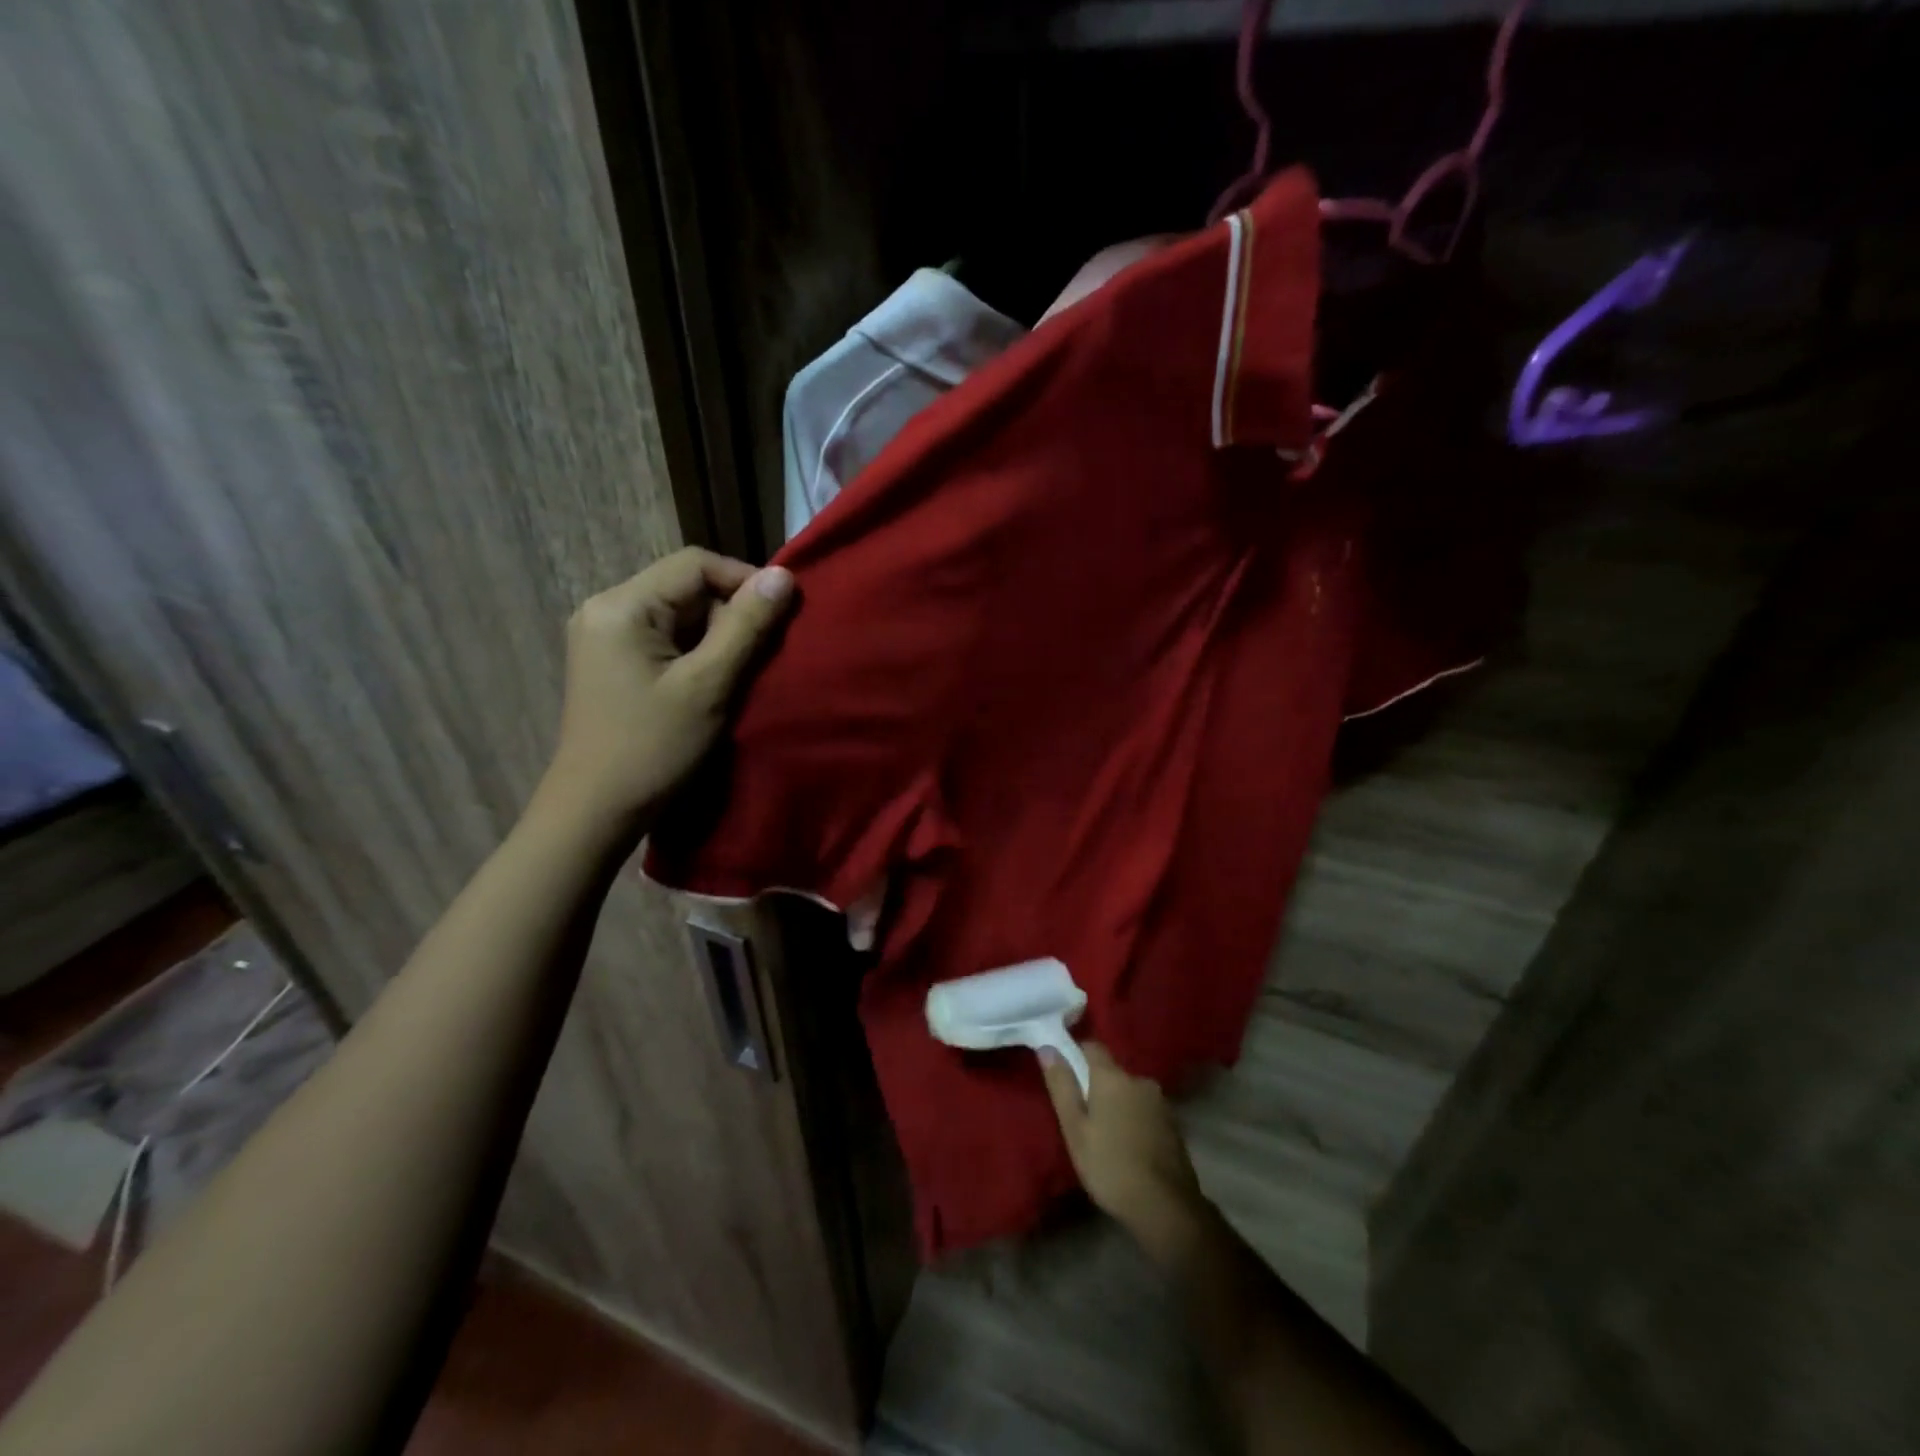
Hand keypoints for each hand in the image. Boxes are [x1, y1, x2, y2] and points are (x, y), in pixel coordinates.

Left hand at [539, 548, 793, 832]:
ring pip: (677, 614)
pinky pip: (663, 638)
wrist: (596, 811)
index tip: (779, 618)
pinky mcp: (609, 662)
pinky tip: (707, 685)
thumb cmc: (654, 748)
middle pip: (684, 587)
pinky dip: (693, 653)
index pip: (695, 564)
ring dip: (714, 637)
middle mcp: (604, 608)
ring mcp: (603, 636)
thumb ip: (746, 627)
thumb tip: (783, 576)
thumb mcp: (709, 685)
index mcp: (621, 606)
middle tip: (756, 658)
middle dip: (728, 615)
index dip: (744, 581)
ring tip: (734, 676)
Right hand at [1042, 1041, 1206, 1242]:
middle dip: (1097, 1085)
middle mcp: (1139, 1079)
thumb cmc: (1109, 1165)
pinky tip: (1128, 1146)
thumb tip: (1047, 1047)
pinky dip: (1134, 1119)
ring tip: (1106, 1134)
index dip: (1076, 1053)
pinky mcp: (1174, 1124)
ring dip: (1118, 1104)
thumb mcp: (1074, 1128)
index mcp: (1112, 1076)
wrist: (1165, 1207)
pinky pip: (1145, 1110)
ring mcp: (1160, 1102)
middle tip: (1083, 1115)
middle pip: (1112, 1072)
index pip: (1092, 1046)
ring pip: (1130, 1092)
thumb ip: (1061, 1085)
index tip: (1065, 1073)